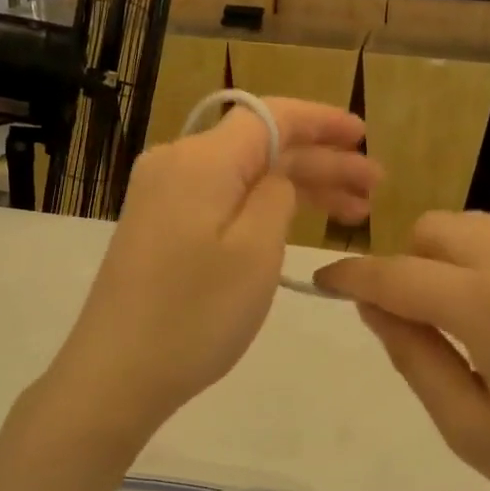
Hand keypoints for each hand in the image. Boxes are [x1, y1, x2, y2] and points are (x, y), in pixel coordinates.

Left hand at [45, 98, 377, 447]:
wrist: (114, 374)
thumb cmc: (195, 314)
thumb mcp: (256, 251)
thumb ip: (277, 194)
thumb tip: (277, 176)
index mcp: (201, 158)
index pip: (272, 116)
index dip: (322, 121)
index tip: (365, 134)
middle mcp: (177, 161)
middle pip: (261, 145)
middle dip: (321, 161)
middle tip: (375, 189)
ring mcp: (163, 193)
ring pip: (244, 173)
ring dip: (298, 186)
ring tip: (354, 212)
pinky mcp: (159, 223)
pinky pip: (222, 197)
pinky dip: (263, 206)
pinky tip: (297, 224)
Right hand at [314, 212, 489, 490]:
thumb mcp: (474, 433)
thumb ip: (414, 355)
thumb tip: (375, 305)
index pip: (398, 273)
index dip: (352, 275)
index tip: (324, 280)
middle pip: (440, 227)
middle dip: (409, 261)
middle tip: (413, 320)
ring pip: (486, 229)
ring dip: (456, 261)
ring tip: (470, 325)